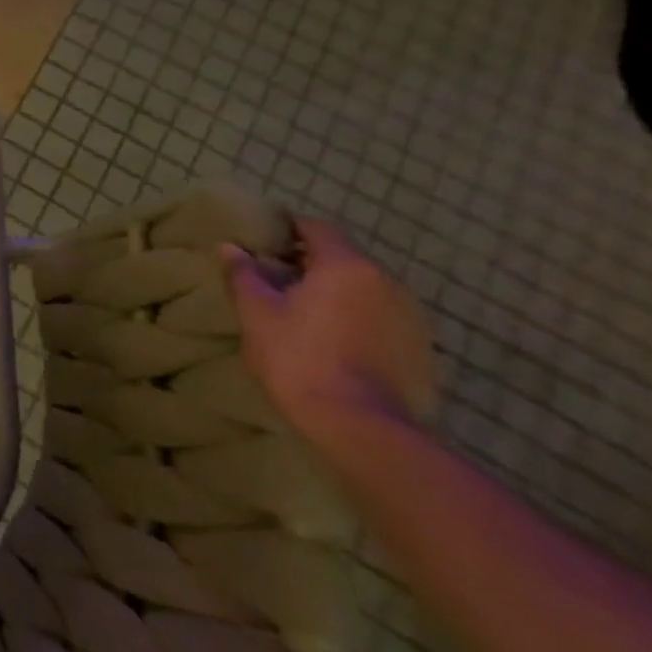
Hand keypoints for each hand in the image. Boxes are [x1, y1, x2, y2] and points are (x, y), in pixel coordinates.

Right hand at [223, 217, 437, 441]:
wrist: (359, 424)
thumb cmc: (298, 356)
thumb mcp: (257, 313)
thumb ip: (244, 274)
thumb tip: (230, 247)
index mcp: (347, 266)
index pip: (317, 228)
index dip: (289, 227)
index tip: (264, 237)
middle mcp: (387, 282)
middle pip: (343, 258)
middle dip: (309, 262)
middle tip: (274, 277)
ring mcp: (411, 316)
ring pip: (364, 289)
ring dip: (335, 292)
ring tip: (302, 311)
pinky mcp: (420, 348)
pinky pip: (381, 318)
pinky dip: (355, 318)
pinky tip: (332, 340)